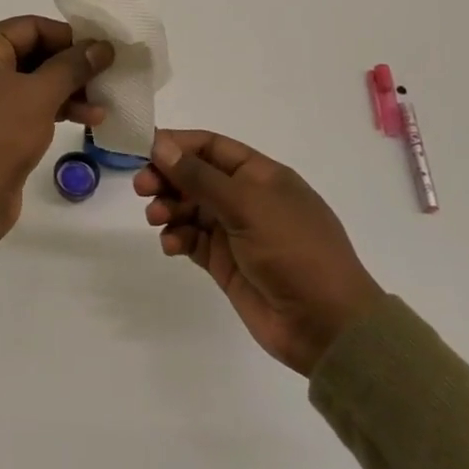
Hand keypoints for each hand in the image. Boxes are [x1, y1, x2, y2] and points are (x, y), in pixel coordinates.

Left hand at [0, 16, 113, 283]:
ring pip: (31, 84)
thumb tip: (101, 46)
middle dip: (70, 66)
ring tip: (102, 106)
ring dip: (67, 91)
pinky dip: (53, 110)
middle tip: (106, 76)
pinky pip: (26, 108)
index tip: (101, 49)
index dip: (67, 35)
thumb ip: (73, 66)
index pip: (29, 27)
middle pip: (31, 54)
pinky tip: (86, 121)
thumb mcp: (40, 95)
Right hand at [138, 129, 382, 374]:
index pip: (211, 147)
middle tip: (142, 187)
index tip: (143, 148)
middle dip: (167, 178)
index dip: (178, 144)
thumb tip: (161, 144)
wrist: (326, 325)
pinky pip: (192, 240)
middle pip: (195, 177)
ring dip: (168, 208)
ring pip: (190, 208)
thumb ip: (199, 177)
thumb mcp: (247, 205)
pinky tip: (171, 244)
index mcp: (261, 175)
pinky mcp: (225, 263)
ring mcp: (235, 232)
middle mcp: (247, 198)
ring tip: (156, 219)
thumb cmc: (293, 250)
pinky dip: (177, 237)